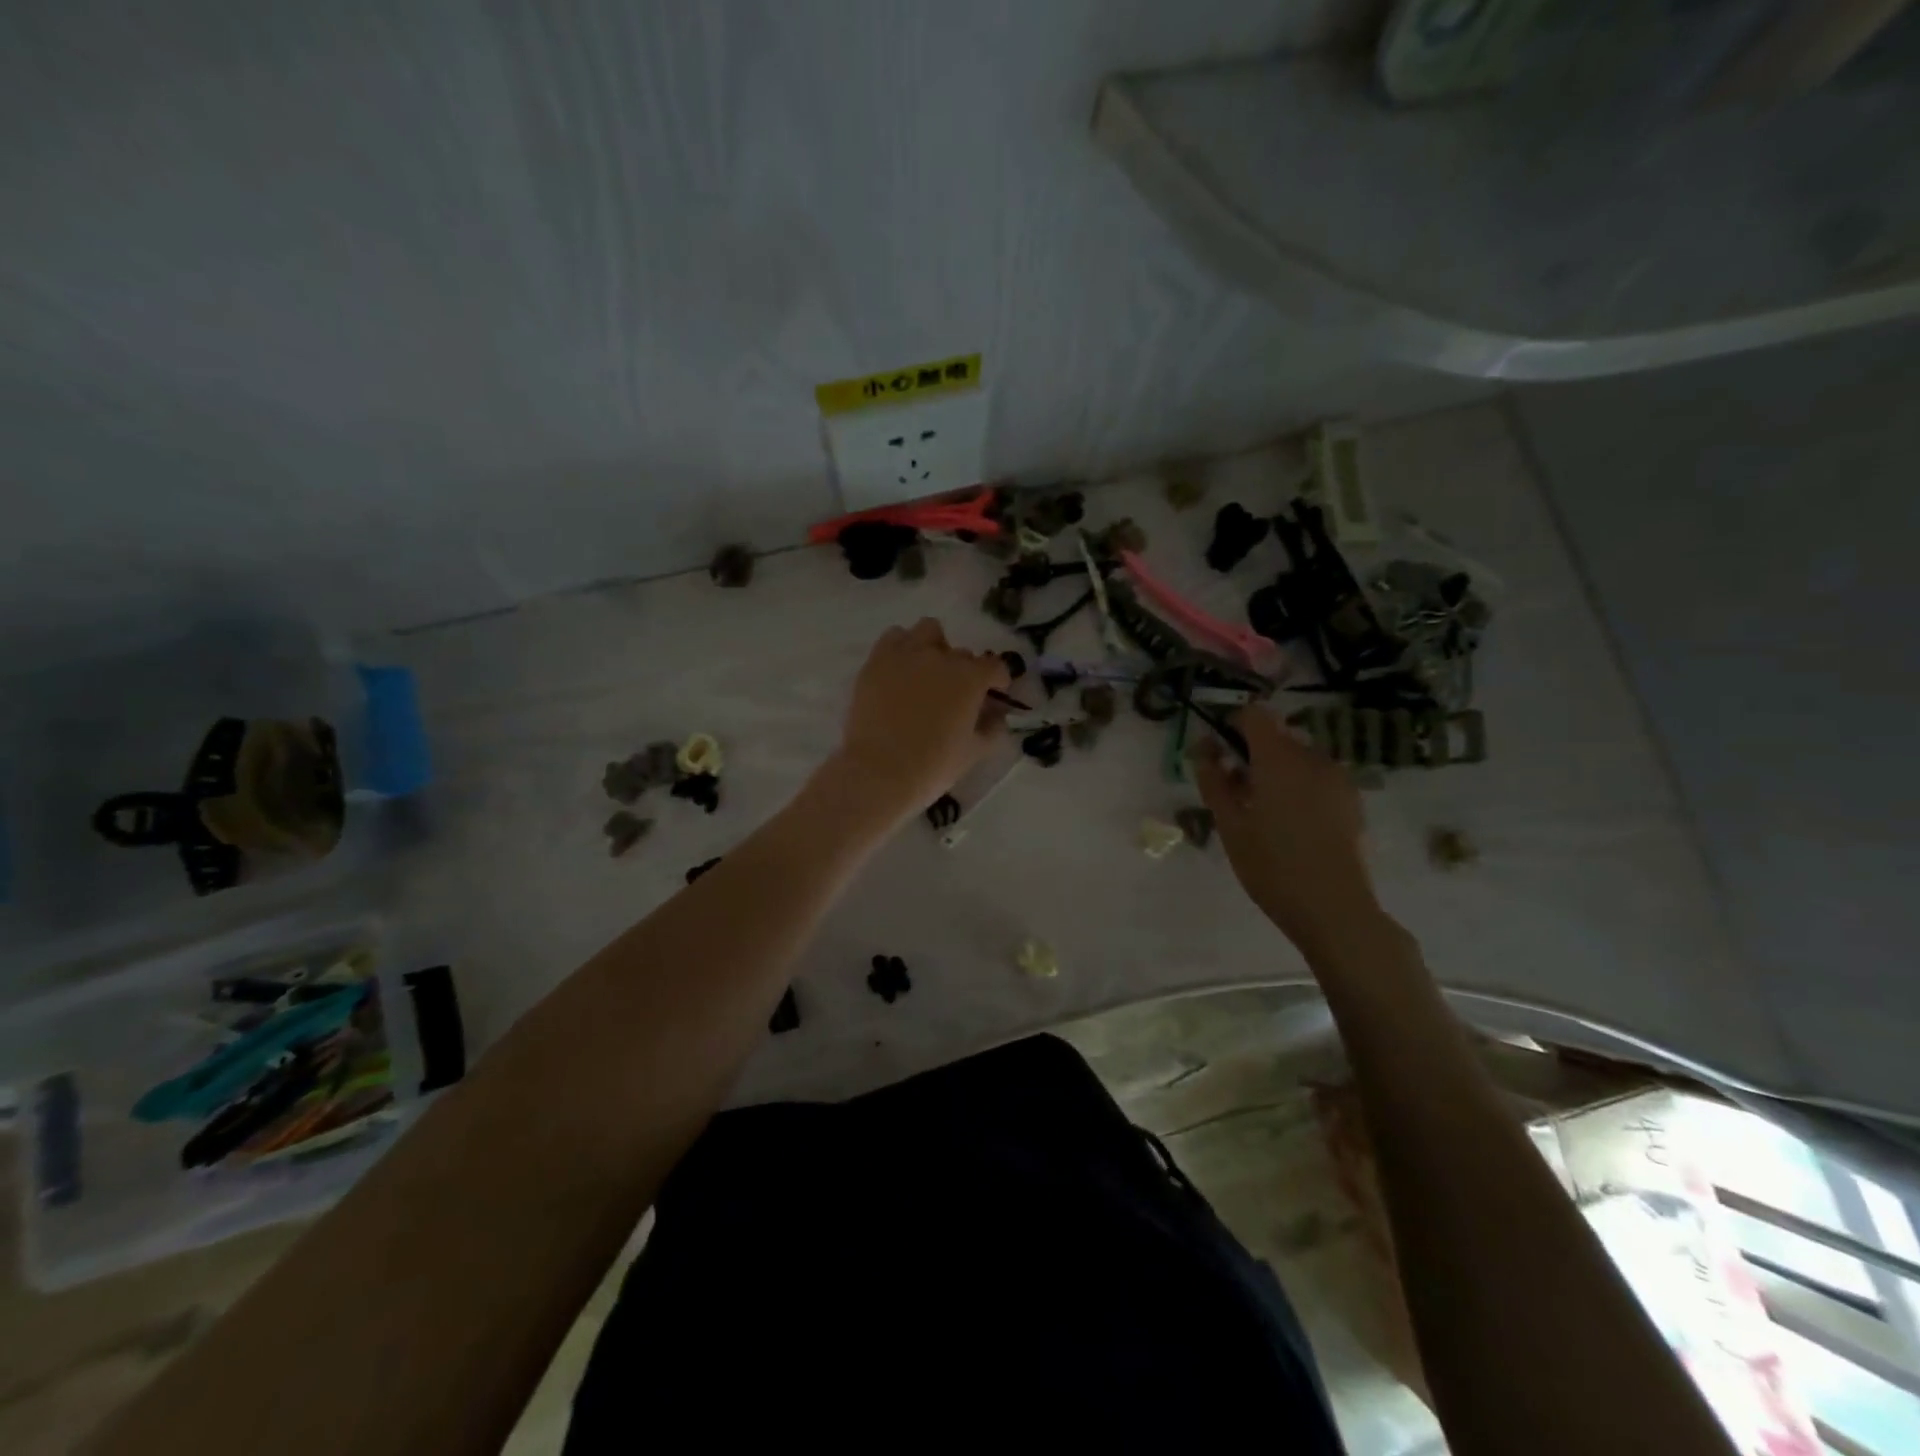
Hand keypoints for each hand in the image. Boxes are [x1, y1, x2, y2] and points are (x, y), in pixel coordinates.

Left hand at [832, 618, 1010, 821]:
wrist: (879, 771)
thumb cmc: (933, 765)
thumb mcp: (973, 752)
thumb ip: (991, 729)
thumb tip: (997, 716)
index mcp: (969, 678)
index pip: (995, 667)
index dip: (999, 679)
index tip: (996, 692)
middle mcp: (940, 657)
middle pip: (961, 653)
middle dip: (964, 670)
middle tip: (955, 693)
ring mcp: (906, 655)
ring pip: (927, 631)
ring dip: (934, 646)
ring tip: (927, 671)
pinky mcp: (876, 661)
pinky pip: (893, 639)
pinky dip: (902, 648)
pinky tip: (901, 670)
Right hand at [1190, 708, 1383, 961]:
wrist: (1334, 908)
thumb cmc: (1272, 866)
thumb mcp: (1230, 825)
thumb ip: (1213, 780)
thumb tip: (1204, 748)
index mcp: (1279, 759)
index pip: (1255, 714)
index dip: (1232, 723)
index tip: (1218, 751)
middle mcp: (1313, 758)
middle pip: (1277, 736)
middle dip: (1252, 752)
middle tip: (1233, 789)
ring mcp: (1338, 778)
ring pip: (1298, 757)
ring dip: (1276, 770)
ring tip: (1261, 810)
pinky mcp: (1352, 799)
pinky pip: (1317, 777)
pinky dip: (1298, 785)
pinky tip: (1290, 823)